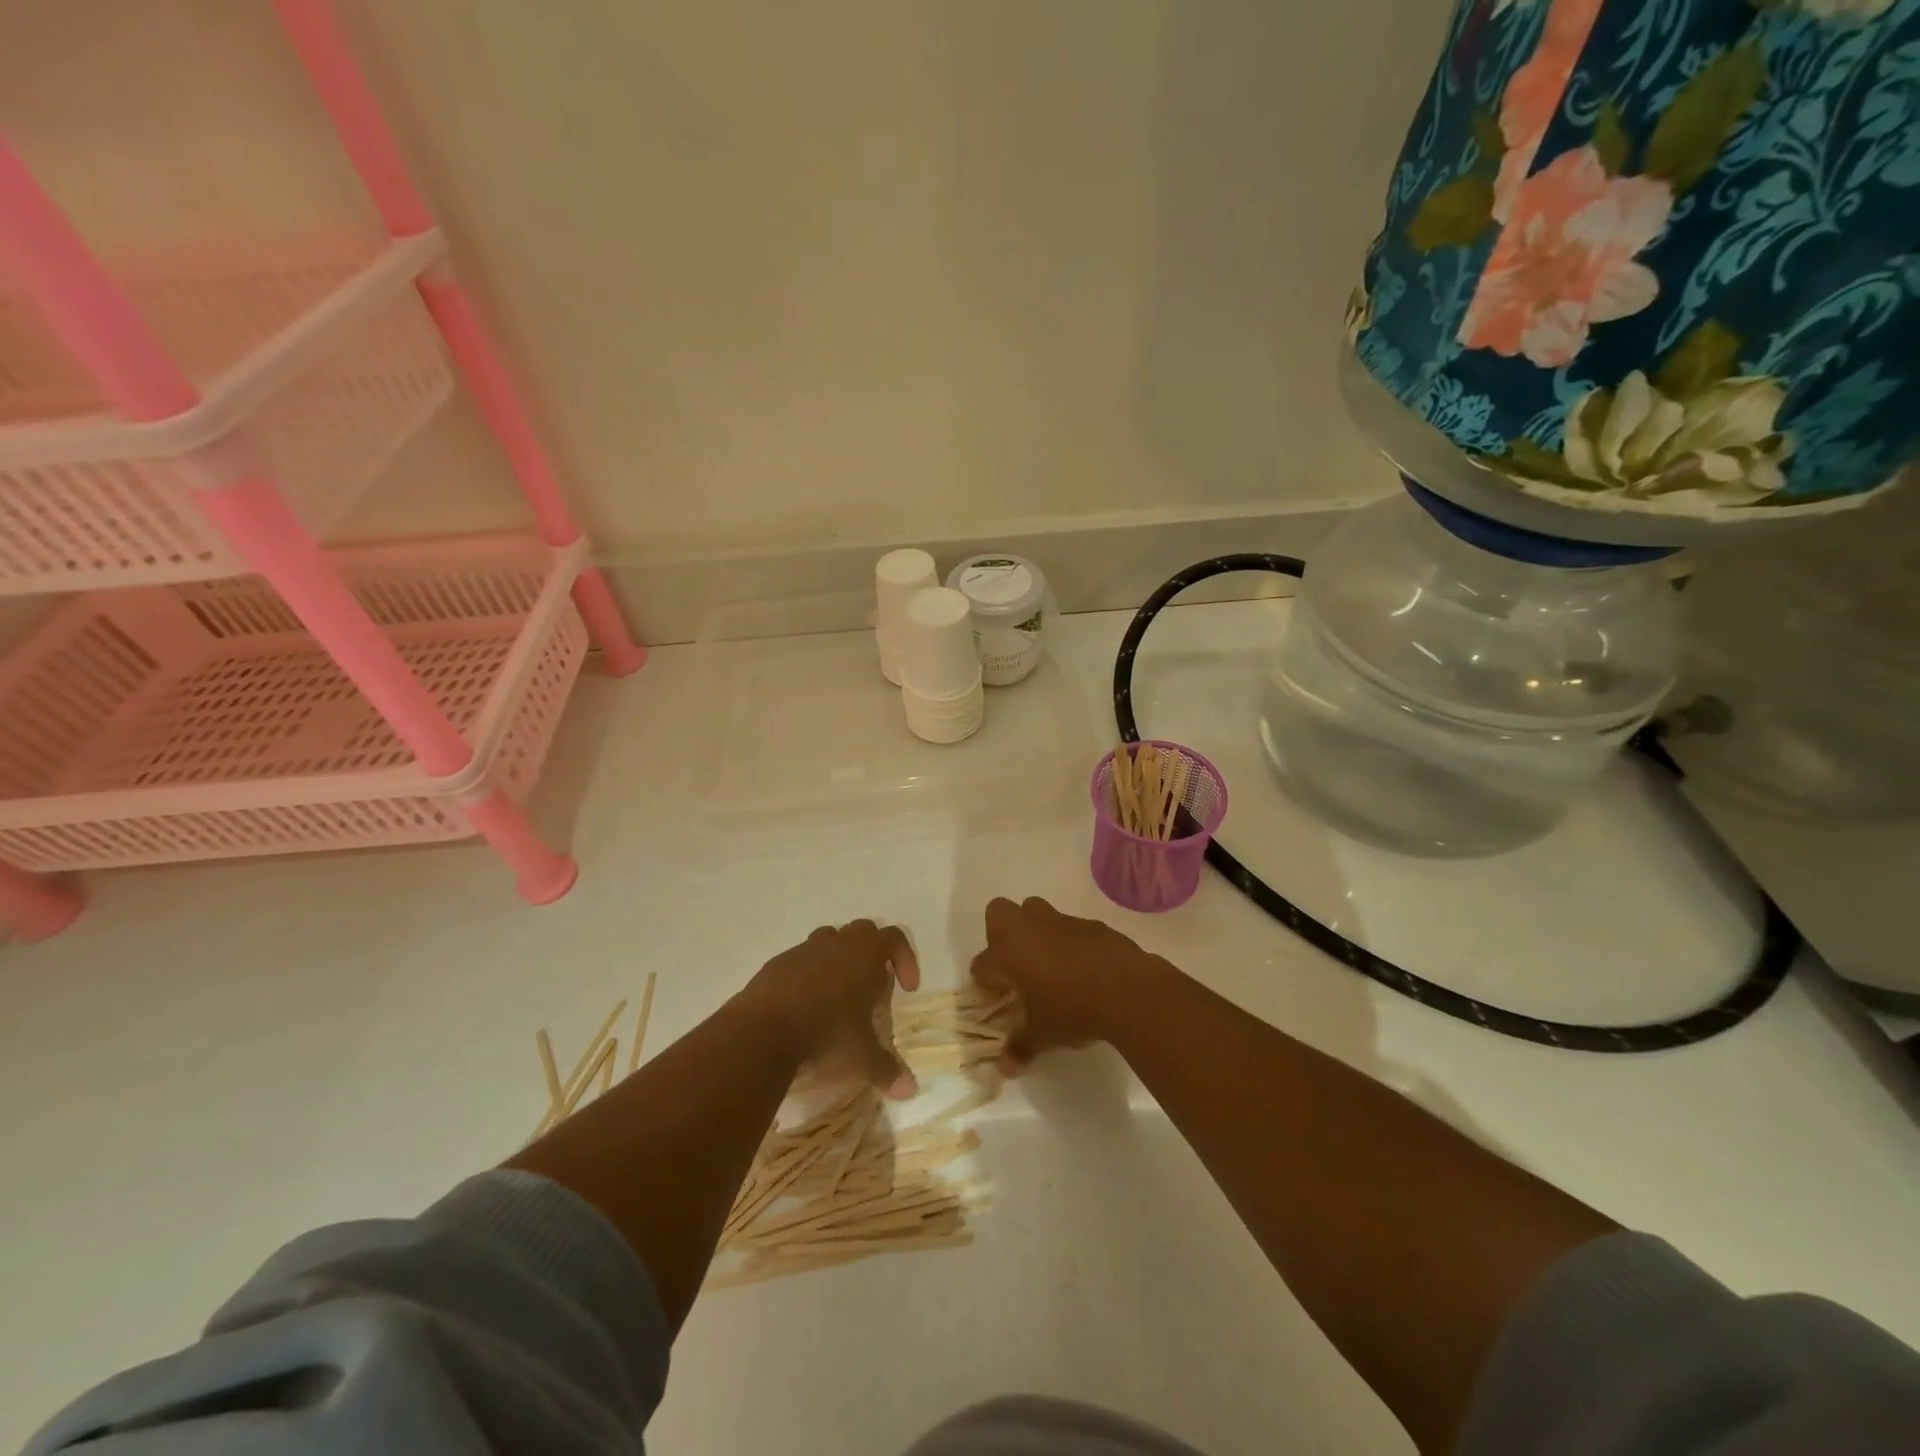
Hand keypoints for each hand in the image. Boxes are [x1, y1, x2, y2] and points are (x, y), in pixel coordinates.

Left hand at [742, 920, 920, 1097]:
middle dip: (872, 954)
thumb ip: (888, 1070)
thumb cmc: (825, 1035)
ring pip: (829, 940)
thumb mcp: (862, 1059)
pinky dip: (808, 976)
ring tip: (837, 997)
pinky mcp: (776, 965)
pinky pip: (799, 961)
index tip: (907, 989)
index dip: (906, 958)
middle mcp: (836, 945)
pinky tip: (804, 1008)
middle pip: (863, 931)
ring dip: (839, 960)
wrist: (762, 1032)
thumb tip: (910, 1090)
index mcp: (864, 956)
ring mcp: (803, 952)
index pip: (894, 938)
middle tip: (871, 990)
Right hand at [970, 896, 1163, 1073]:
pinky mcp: (1089, 924)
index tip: (994, 998)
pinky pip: (1068, 926)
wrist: (1128, 990)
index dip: (984, 982)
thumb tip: (1004, 1070)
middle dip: (1000, 934)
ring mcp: (1060, 921)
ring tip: (1047, 963)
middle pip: (998, 913)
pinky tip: (1081, 966)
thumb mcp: (1043, 1035)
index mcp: (1008, 954)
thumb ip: (1020, 1048)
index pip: (981, 964)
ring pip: (1035, 911)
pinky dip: (1067, 941)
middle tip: (1014, 964)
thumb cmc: (1073, 1010)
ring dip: (1034, 932)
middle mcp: (1029, 929)